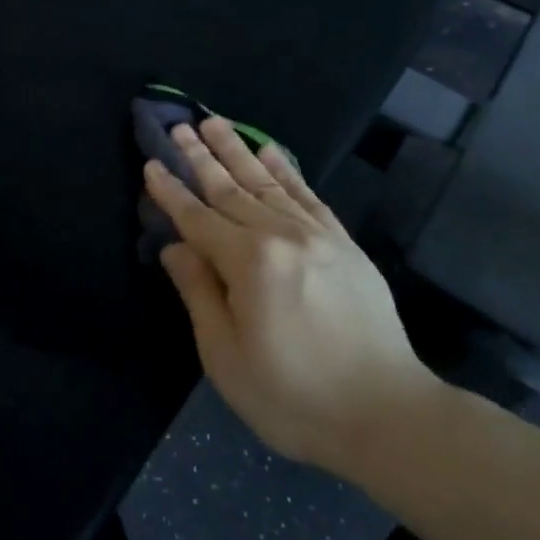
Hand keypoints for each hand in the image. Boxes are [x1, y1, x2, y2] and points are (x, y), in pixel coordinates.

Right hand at [144, 117, 439, 478]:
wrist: (388, 416)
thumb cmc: (293, 396)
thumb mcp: (226, 356)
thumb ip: (199, 293)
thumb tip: (175, 247)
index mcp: (250, 263)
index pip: (198, 218)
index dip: (171, 192)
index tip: (151, 163)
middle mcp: (283, 236)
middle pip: (231, 190)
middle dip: (201, 157)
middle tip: (179, 127)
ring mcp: (319, 236)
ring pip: (268, 183)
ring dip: (238, 151)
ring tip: (214, 123)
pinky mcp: (345, 245)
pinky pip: (309, 196)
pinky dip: (287, 170)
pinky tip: (271, 151)